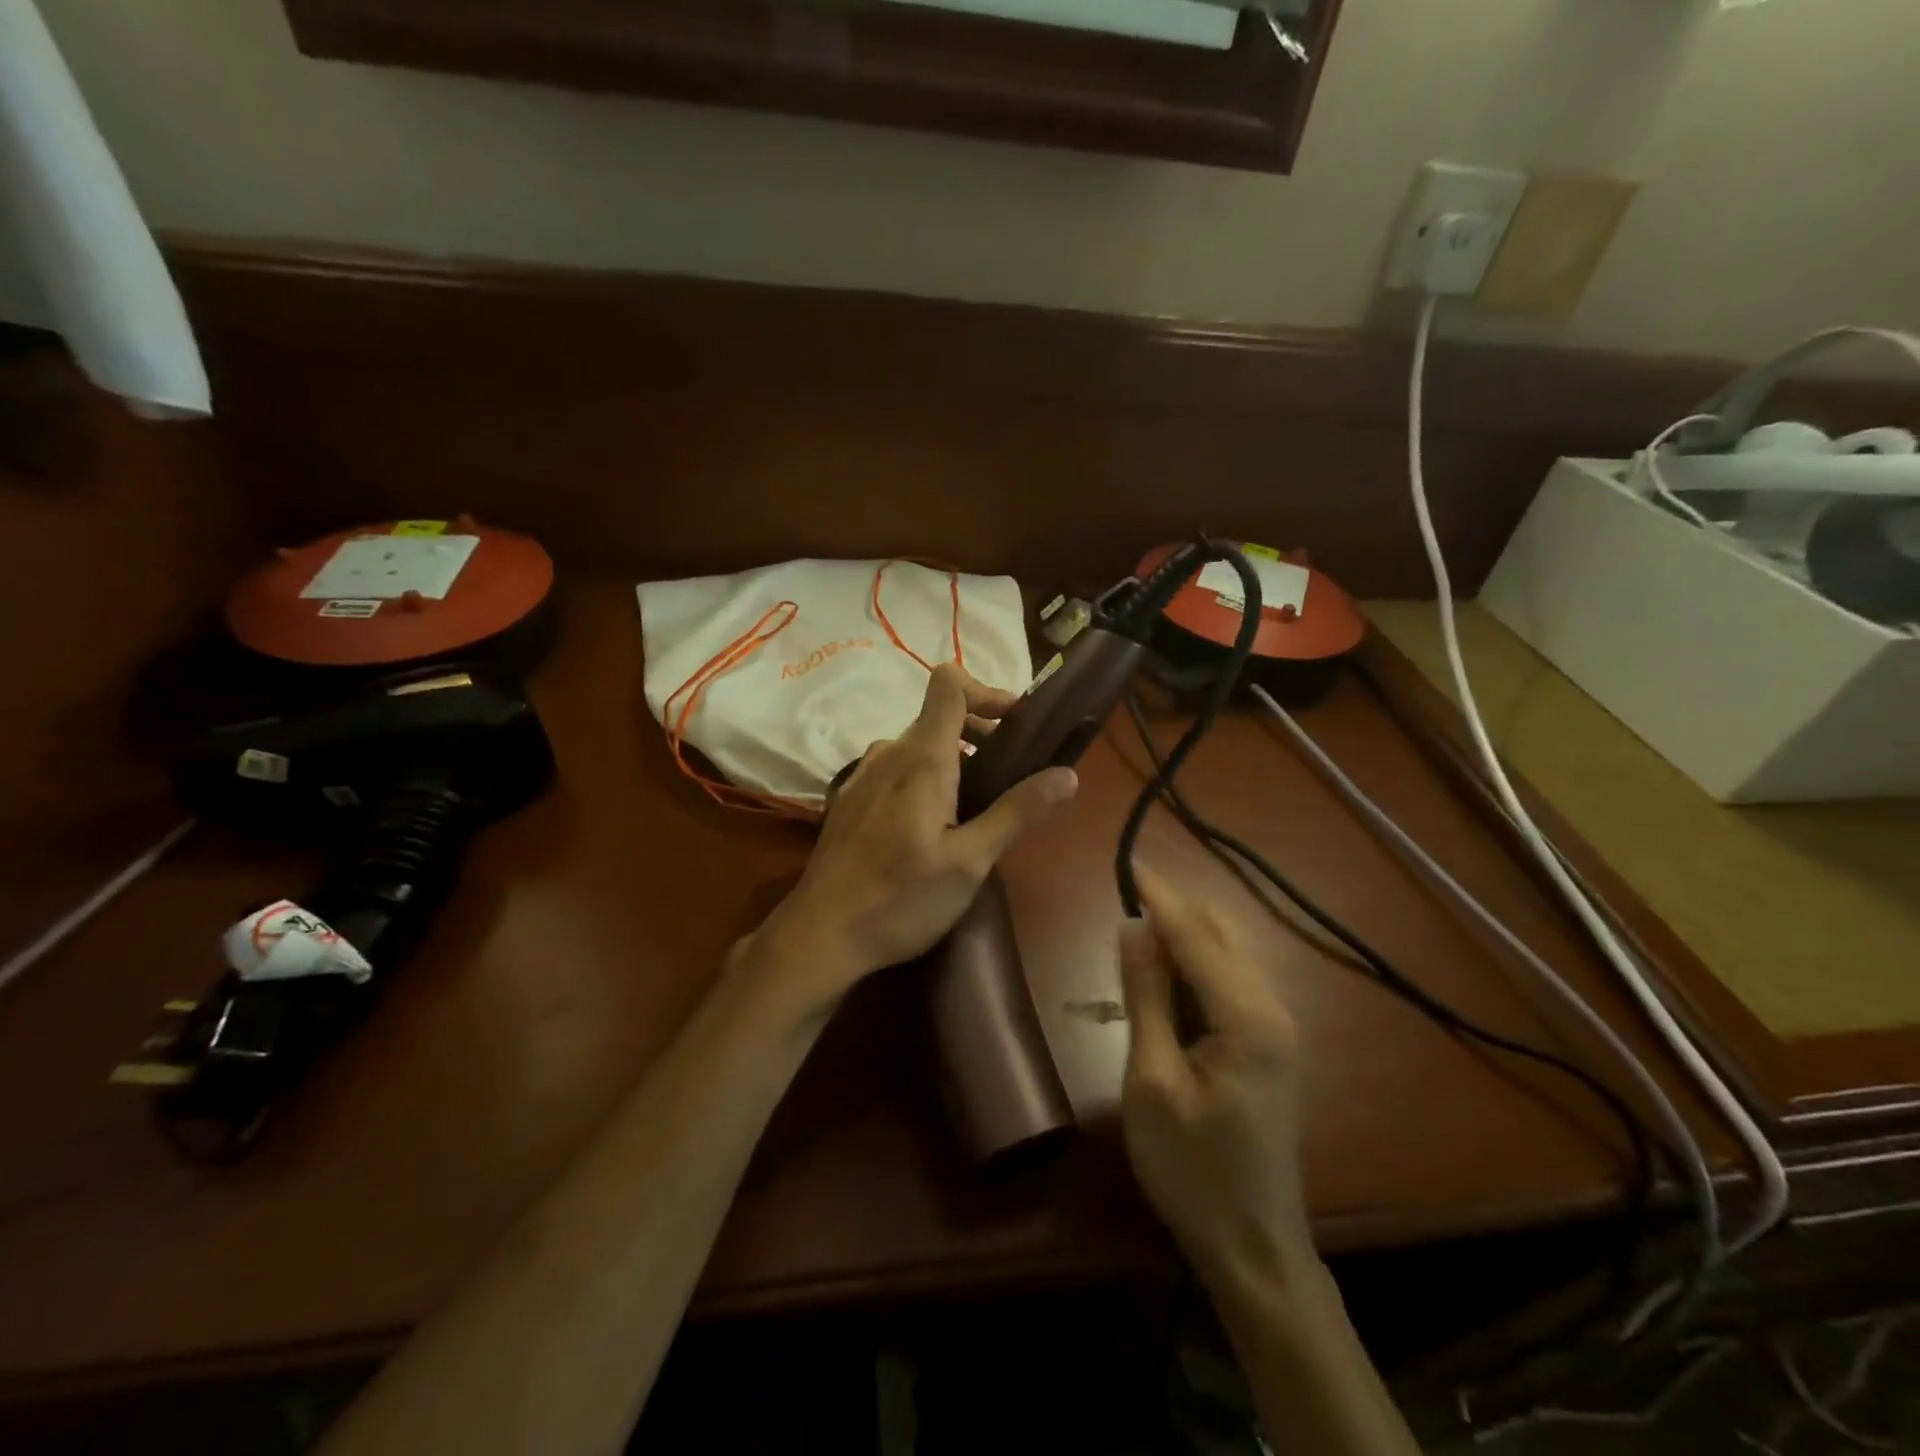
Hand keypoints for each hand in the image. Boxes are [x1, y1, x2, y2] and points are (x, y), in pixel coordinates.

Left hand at [740, 663, 1078, 1019]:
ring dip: (956, 759)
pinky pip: (898, 770)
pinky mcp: (852, 800)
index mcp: (920, 758)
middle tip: (1014, 776)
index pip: (949, 684)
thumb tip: (1068, 774)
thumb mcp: (969, 862)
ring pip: (919, 746)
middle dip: (983, 733)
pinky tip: (935, 825)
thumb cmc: (899, 899)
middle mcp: (889, 754)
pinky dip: (927, 778)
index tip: (1019, 724)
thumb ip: (1017, 813)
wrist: (819, 936)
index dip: (988, 690)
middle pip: (940, 716)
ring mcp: (864, 776)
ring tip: (979, 805)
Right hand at [1119, 868, 1312, 1288]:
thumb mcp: (1152, 1080)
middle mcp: (1272, 1010)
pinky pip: (1229, 983)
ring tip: (1135, 926)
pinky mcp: (1267, 1045)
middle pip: (1220, 935)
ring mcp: (1275, 1028)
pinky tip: (1164, 973)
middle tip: (1124, 893)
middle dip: (1173, 909)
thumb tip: (1132, 927)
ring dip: (1183, 936)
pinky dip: (1195, 965)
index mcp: (1247, 1017)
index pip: (1195, 935)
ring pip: (1227, 956)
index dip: (1158, 897)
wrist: (1252, 1248)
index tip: (1128, 860)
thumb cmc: (1192, 1168)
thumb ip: (1145, 996)